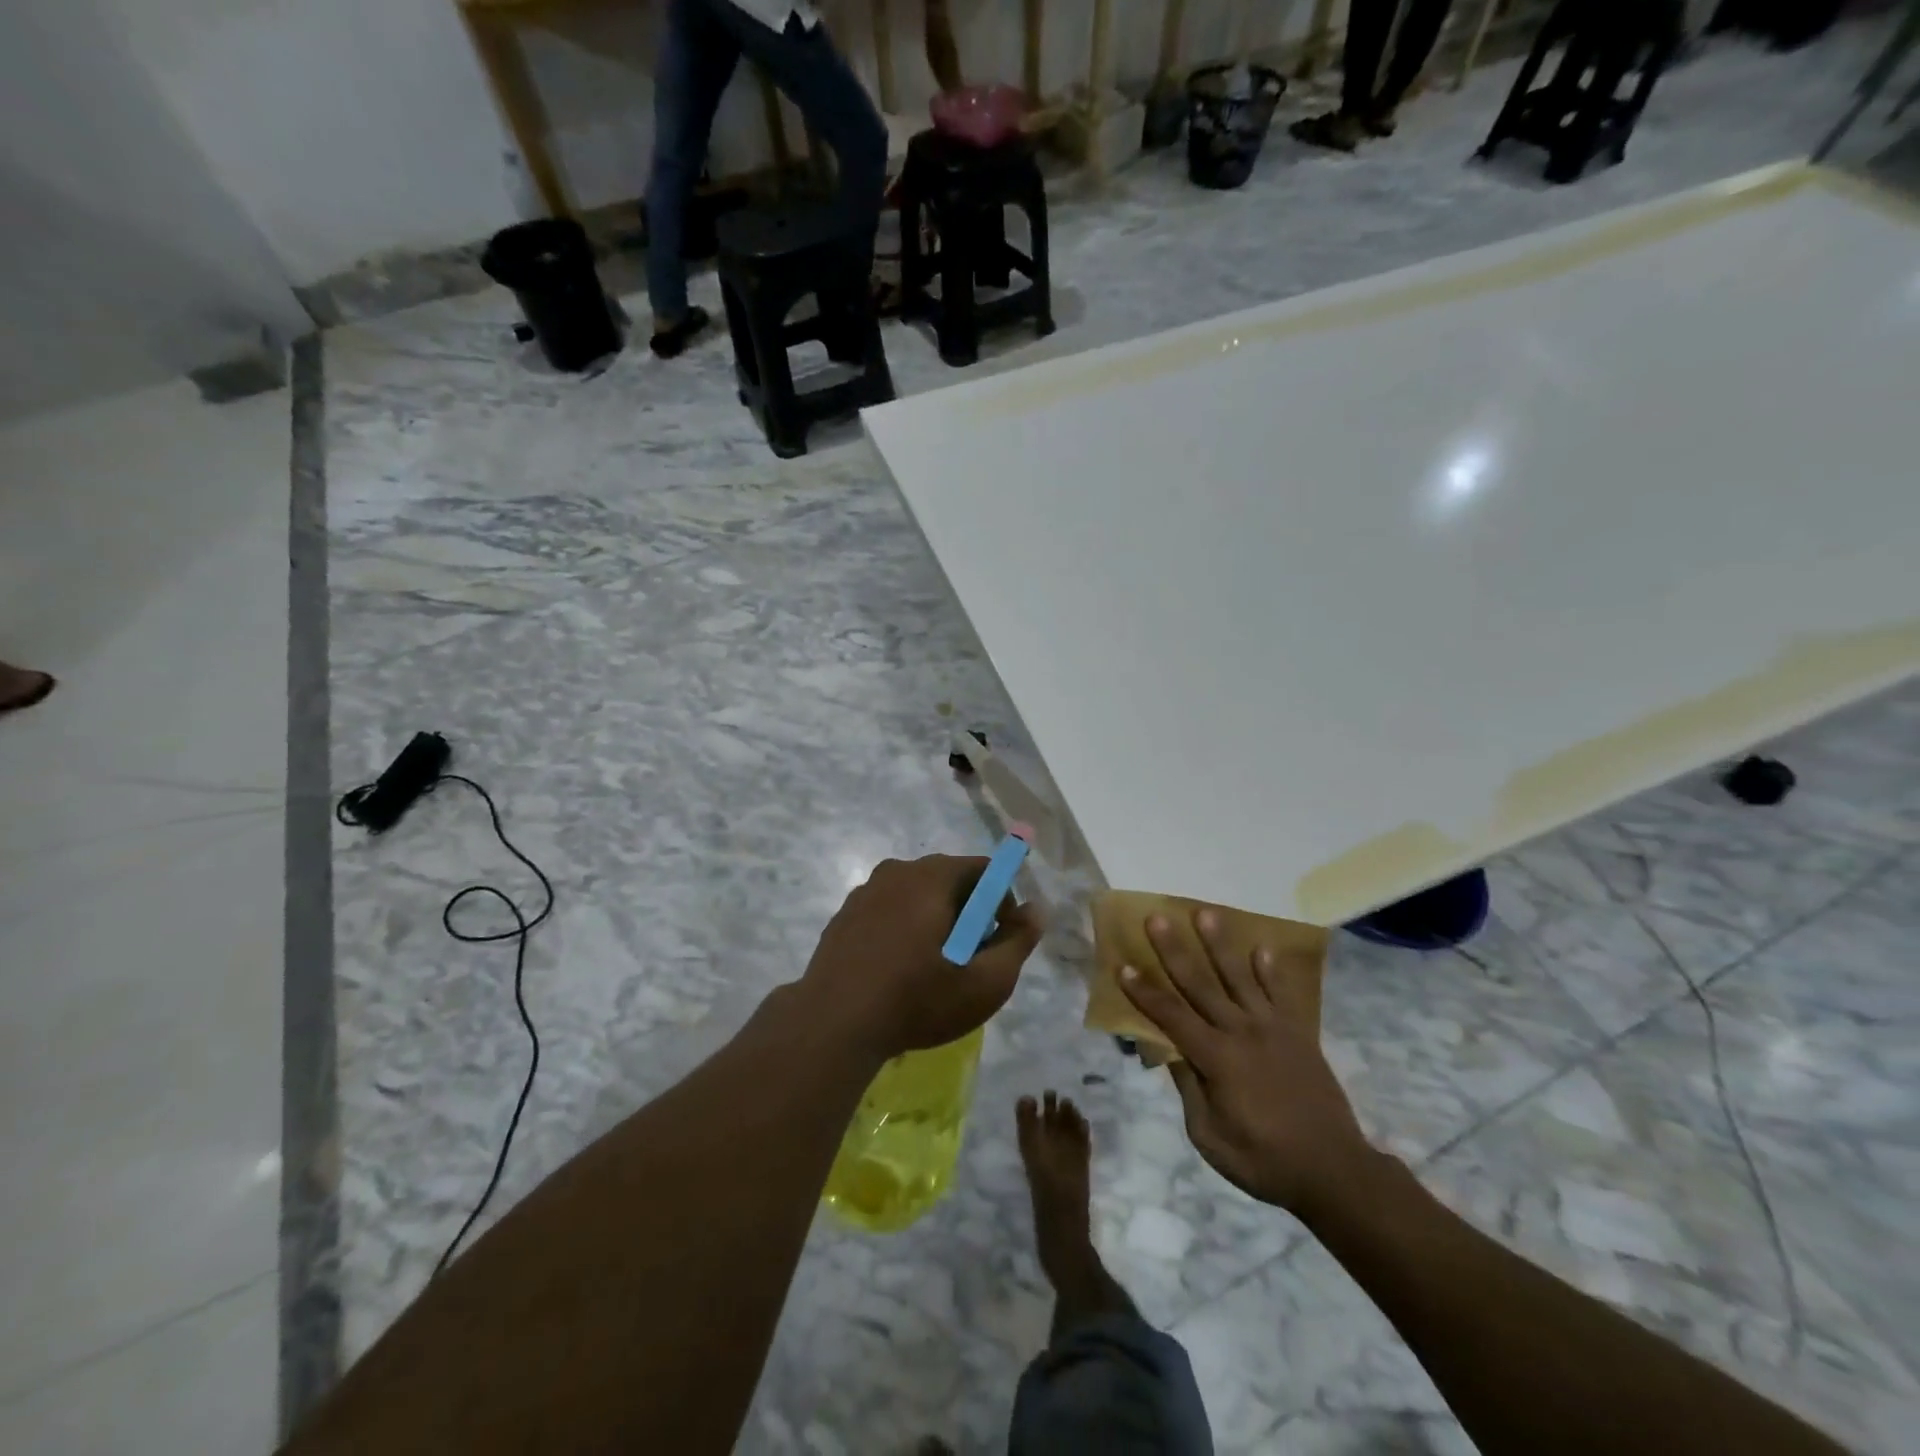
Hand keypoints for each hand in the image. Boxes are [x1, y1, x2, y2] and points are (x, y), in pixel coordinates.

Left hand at [800, 855, 1043, 1059]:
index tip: (998, 941)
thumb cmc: (916, 1000)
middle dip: (969, 914)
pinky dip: (903, 931)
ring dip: (935, 923)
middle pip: (949, 880)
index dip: (1002, 903)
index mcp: (931, 876)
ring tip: (934, 970)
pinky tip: (899, 971)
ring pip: (917, 897)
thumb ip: (1018, 942)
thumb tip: (1037, 909)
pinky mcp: (844, 916)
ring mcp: (865, 892)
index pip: (983, 869)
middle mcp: (896, 871)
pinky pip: (888, 912)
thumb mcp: (984, 982)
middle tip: (970, 960)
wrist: (832, 1025)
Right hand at [1120, 909, 1374, 1214]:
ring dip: (1220, 945)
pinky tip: (1262, 948)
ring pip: (1239, 977)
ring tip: (1205, 914)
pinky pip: (1282, 994)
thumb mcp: (1210, 1137)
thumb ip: (1189, 1089)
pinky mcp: (1298, 1034)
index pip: (1171, 1017)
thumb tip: (1170, 1052)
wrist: (1333, 1170)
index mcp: (1216, 1059)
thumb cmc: (1263, 1160)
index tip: (1124, 966)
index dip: (1145, 992)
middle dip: (1175, 951)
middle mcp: (1241, 1032)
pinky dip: (1271, 971)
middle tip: (1157, 918)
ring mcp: (1272, 1029)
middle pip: (1200, 984)